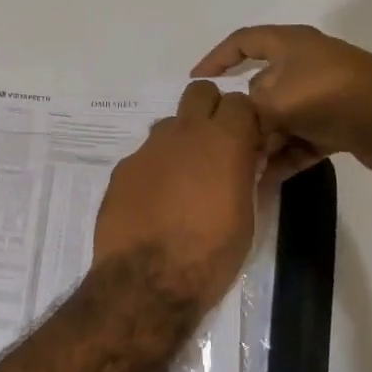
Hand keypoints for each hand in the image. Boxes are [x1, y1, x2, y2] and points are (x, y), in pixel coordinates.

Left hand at [91, 81, 264, 307]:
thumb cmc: (210, 254)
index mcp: (223, 141)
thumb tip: (245, 161)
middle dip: (211, 110)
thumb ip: (246, 176)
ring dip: (181, 141)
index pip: (239, 101)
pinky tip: (154, 202)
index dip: (245, 119)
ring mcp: (148, 148)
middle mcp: (183, 133)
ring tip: (184, 181)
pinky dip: (155, 169)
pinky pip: (145, 156)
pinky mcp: (123, 168)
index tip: (249, 143)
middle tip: (216, 146)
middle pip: (200, 92)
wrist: (146, 280)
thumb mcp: (246, 216)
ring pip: (169, 124)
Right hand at [192, 24, 371, 181]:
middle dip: (242, 117)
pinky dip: (287, 155)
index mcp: (290, 45)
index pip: (243, 42)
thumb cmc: (332, 97)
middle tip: (223, 142)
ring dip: (264, 142)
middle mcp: (305, 65)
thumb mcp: (275, 101)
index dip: (216, 58)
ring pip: (281, 118)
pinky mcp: (339, 123)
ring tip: (245, 168)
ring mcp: (324, 95)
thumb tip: (238, 124)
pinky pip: (302, 138)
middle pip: (259, 88)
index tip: (196, 81)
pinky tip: (269, 179)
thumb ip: (246, 112)